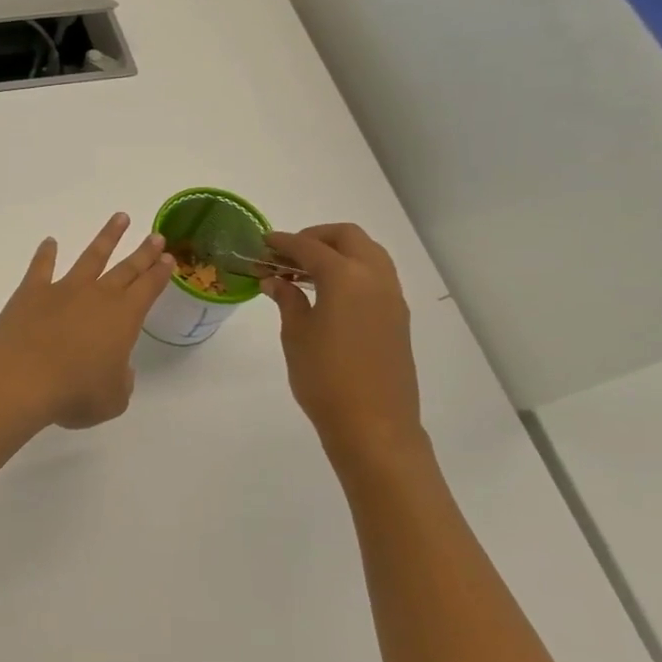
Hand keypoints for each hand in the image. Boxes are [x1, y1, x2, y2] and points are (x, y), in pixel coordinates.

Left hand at [0, 213, 174, 429]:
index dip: (160, 274)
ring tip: (119, 218)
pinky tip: (49, 242)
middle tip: (157, 236)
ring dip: (106, 238)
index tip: (169, 259)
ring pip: (91, 257)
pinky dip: (45, 254)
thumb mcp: (112, 399)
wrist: (23, 378)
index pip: (148, 289)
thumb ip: (120, 381)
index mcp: (124, 318)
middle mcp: (98, 296)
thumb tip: (117, 369)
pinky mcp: (32, 292)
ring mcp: (63, 290)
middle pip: (126, 268)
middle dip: (144, 252)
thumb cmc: (74, 393)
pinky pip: (41, 267)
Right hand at [263, 224, 425, 463]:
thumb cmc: (325, 378)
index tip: (263, 243)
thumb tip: (275, 280)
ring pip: (368, 253)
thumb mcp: (296, 335)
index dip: (283, 242)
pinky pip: (376, 275)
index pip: (310, 246)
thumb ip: (287, 300)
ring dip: (337, 252)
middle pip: (348, 237)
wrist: (373, 425)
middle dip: (316, 237)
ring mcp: (392, 297)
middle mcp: (375, 278)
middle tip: (287, 254)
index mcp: (345, 277)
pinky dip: (352, 270)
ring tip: (306, 272)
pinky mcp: (398, 317)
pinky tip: (328, 292)